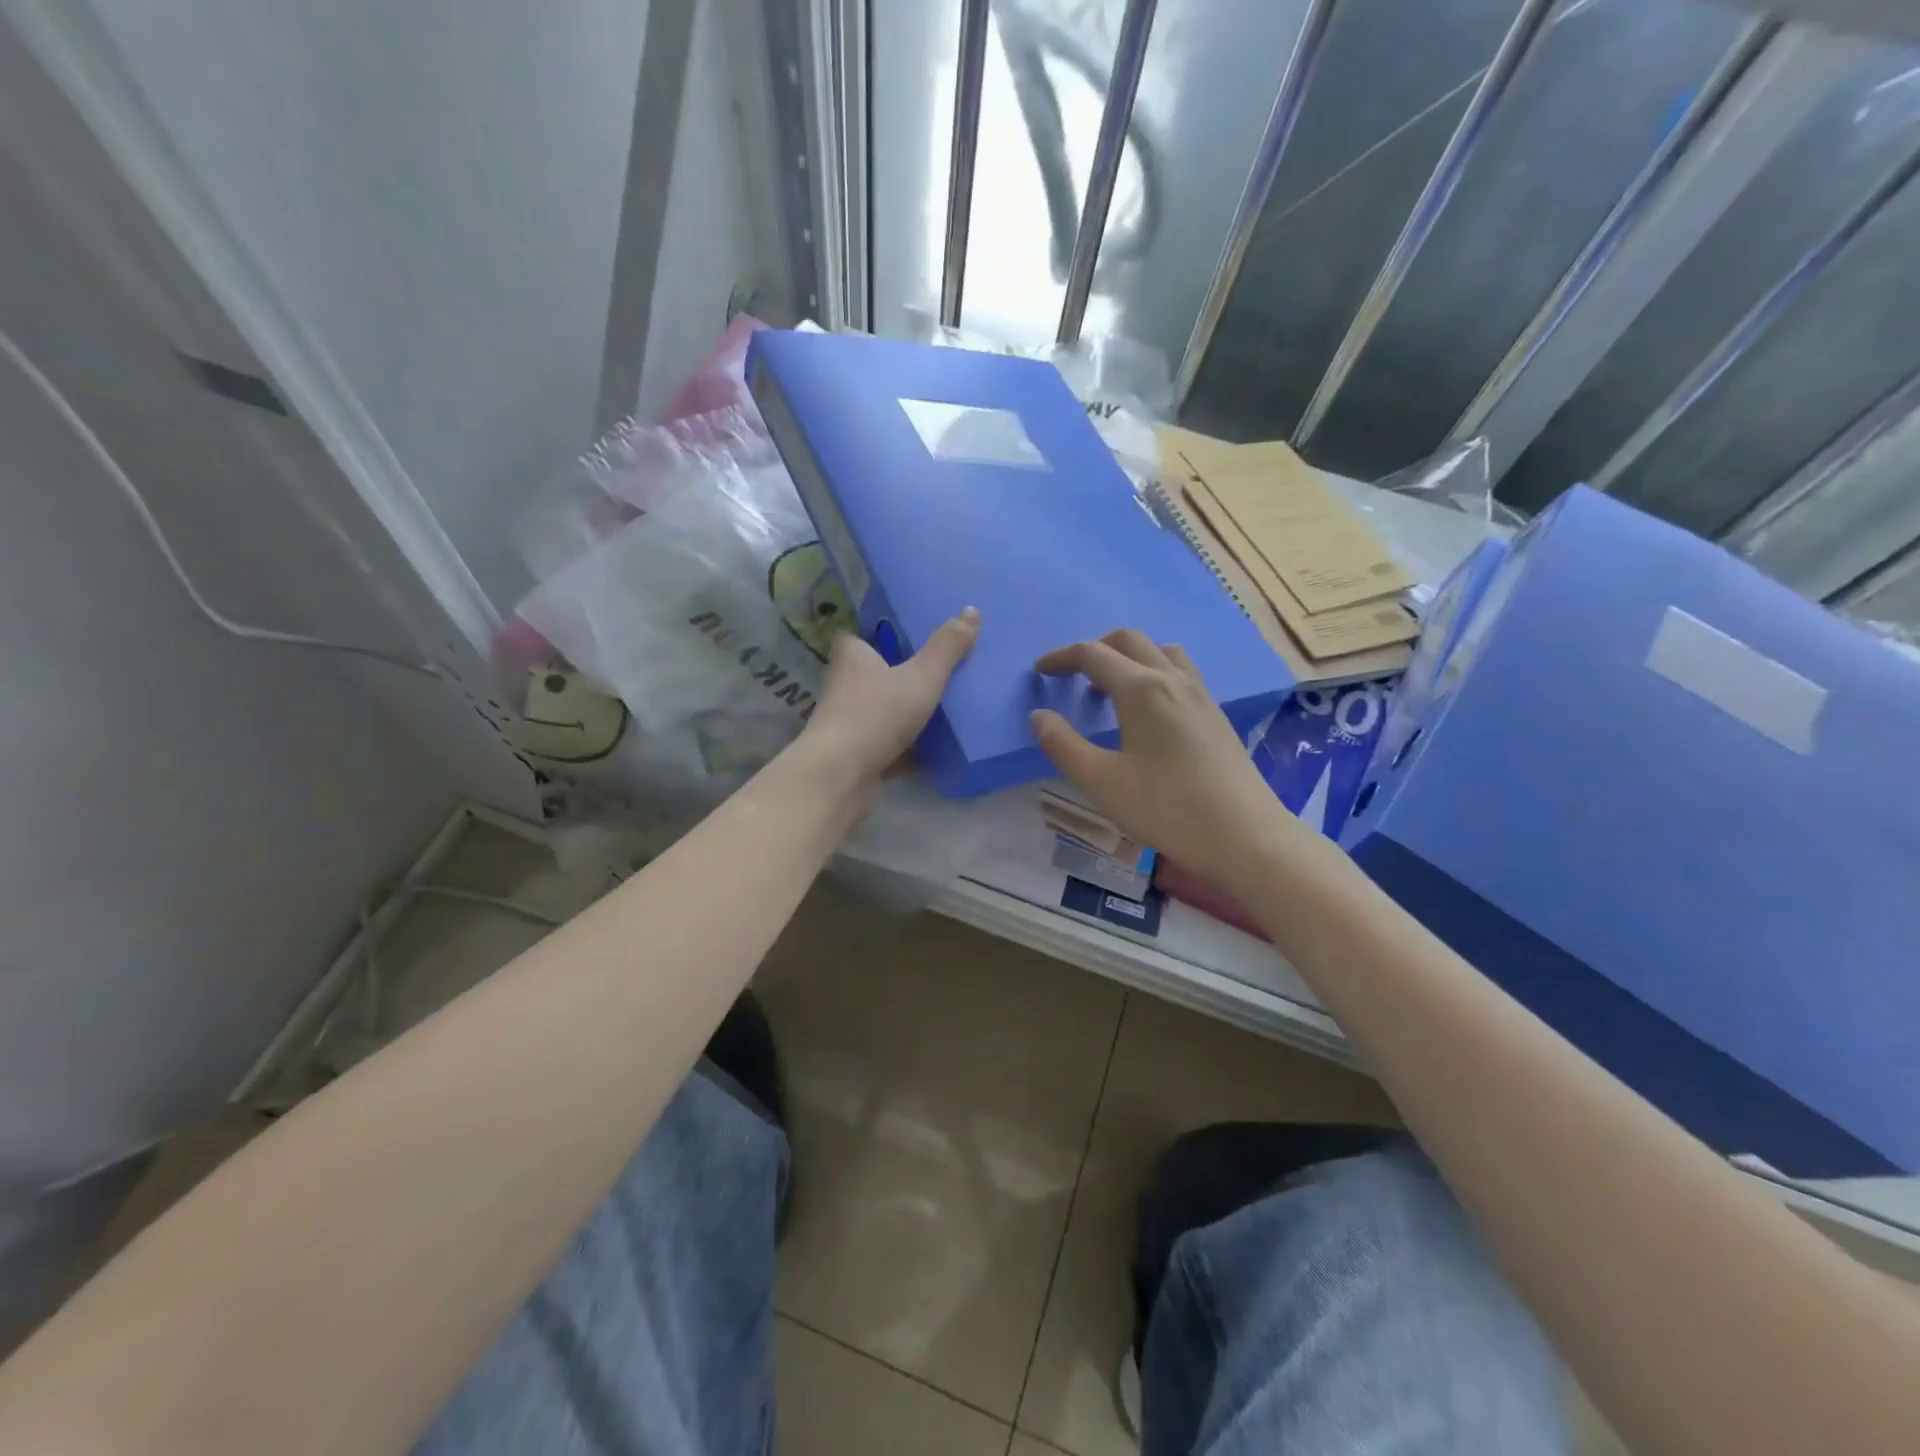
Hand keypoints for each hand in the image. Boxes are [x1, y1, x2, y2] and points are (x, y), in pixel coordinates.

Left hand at [802, 607, 980, 788]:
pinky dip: (905, 747)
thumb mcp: (921, 677)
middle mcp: (843, 686)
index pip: (856, 635)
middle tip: (932, 669)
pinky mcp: (854, 755)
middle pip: (870, 673)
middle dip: (895, 673)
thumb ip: (946, 648)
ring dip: (901, 711)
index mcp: (852, 657)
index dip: (875, 634)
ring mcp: (847, 723)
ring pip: (878, 710)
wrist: (841, 776)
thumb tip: (971, 609)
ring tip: (939, 706)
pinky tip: (933, 749)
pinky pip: (885, 744)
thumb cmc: (877, 715)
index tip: (903, 634)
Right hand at [1031, 629, 1298, 893]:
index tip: (1039, 671)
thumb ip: (1063, 745)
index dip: (1061, 658)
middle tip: (1071, 676)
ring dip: (1128, 658)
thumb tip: (1039, 716)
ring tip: (1108, 689)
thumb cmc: (1166, 808)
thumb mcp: (1101, 782)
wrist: (1245, 836)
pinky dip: (1152, 673)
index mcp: (1142, 688)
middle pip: (1129, 641)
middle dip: (1094, 649)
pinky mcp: (1216, 714)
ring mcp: (1200, 694)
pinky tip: (1146, 711)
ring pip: (1160, 651)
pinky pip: (1179, 672)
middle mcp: (1173, 679)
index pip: (1093, 654)